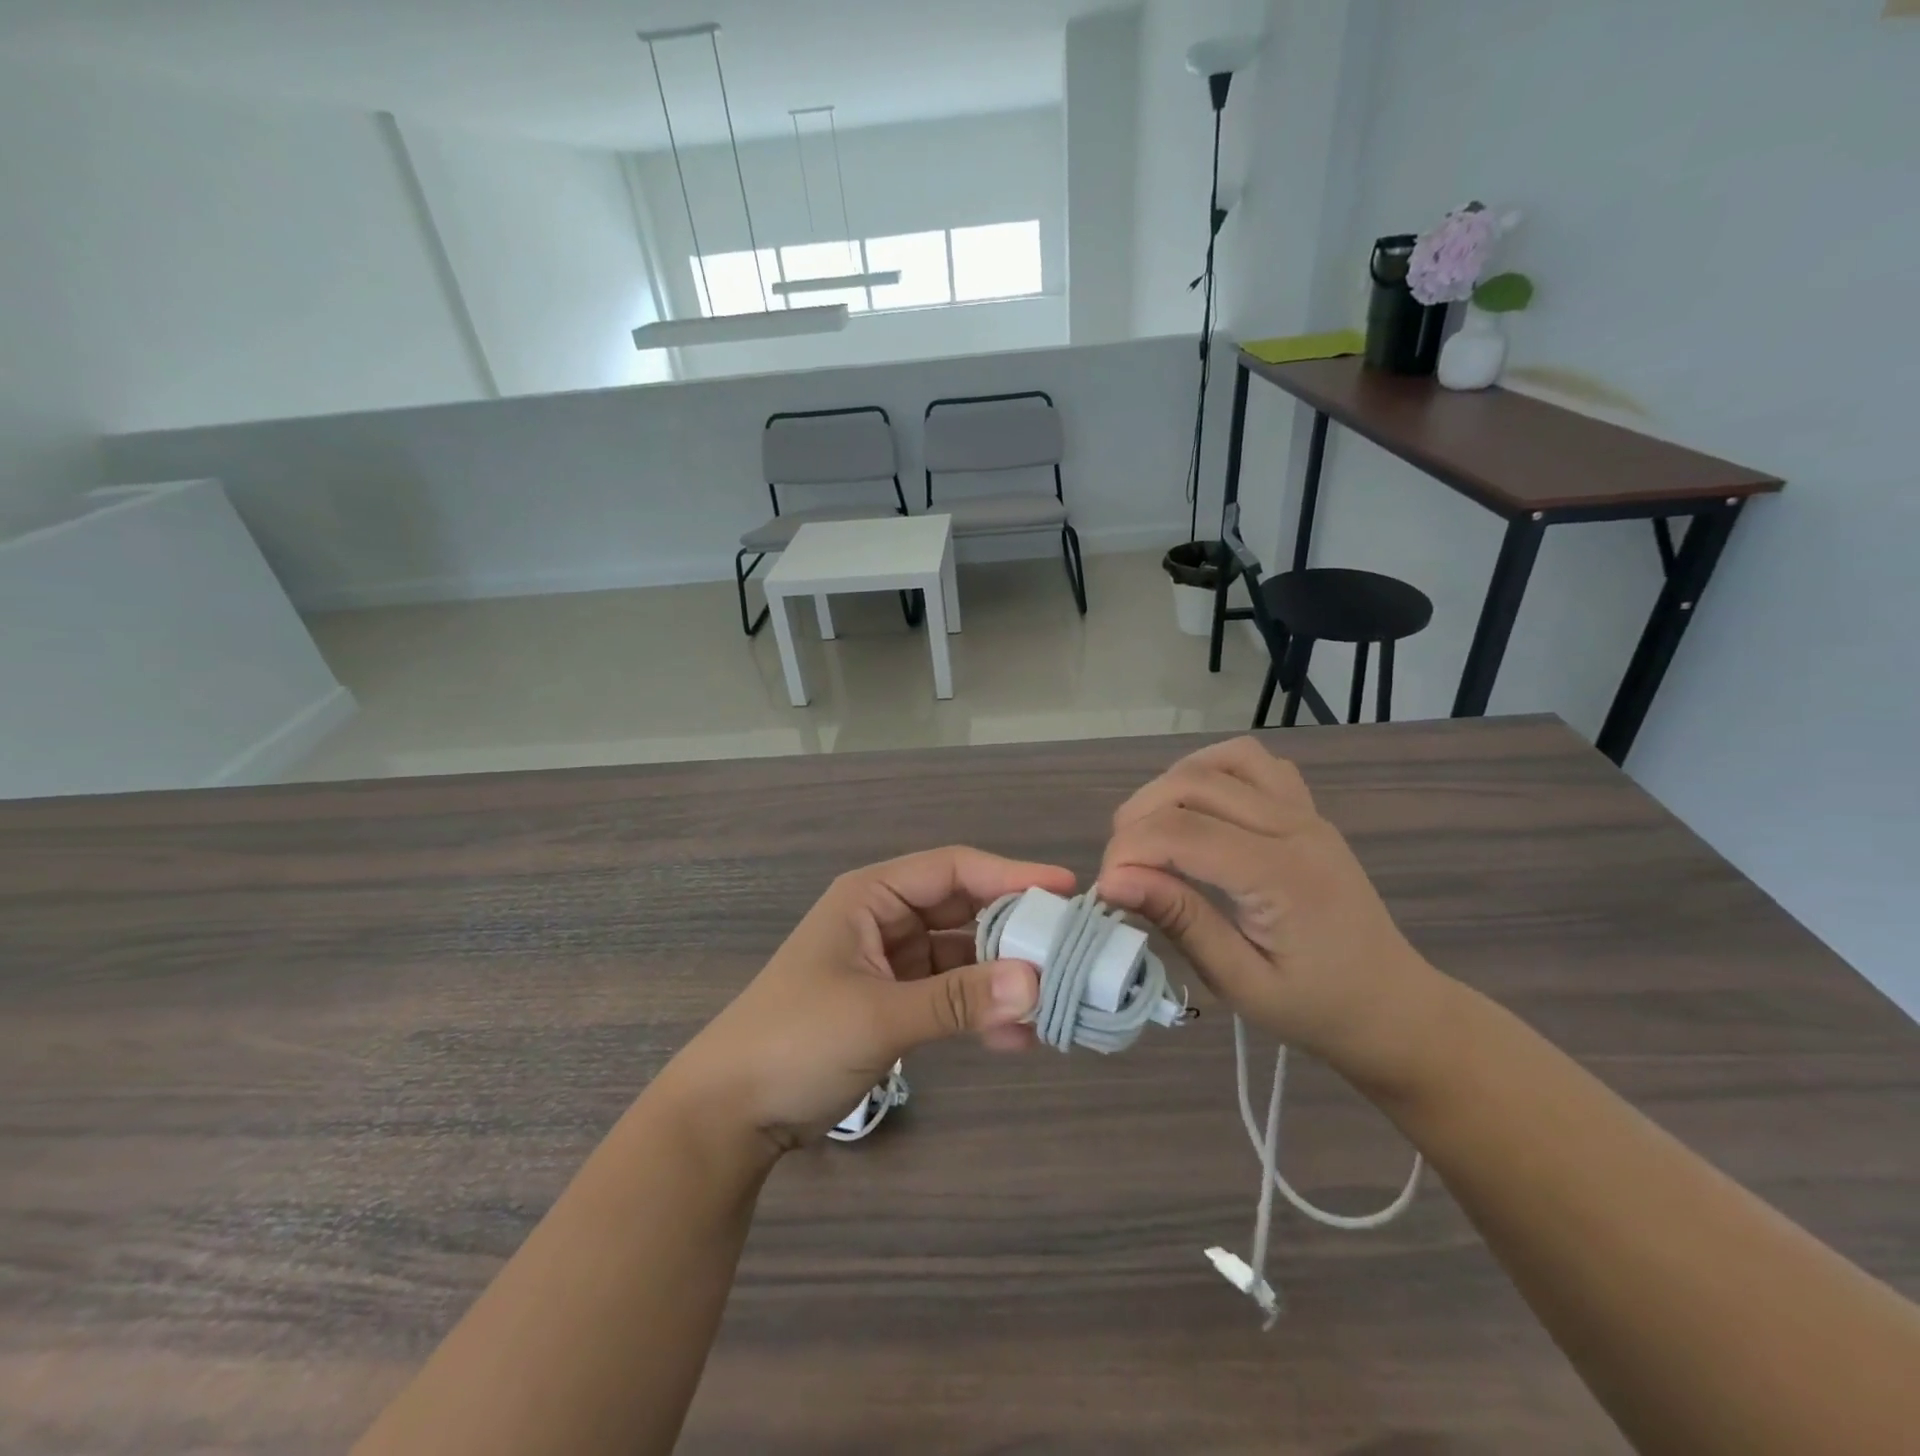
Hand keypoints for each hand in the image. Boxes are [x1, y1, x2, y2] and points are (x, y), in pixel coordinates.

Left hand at [665, 848, 1074, 1151]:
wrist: (731, 1113)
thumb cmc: (796, 1040)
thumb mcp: (879, 1014)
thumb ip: (958, 999)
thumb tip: (1038, 983)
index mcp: (873, 896)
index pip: (953, 870)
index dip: (1010, 875)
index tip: (1066, 890)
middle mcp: (886, 920)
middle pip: (964, 911)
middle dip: (1014, 932)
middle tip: (1072, 952)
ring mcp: (892, 963)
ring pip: (962, 956)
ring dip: (1003, 978)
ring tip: (1055, 1002)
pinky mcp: (895, 1003)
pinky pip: (950, 995)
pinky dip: (981, 1011)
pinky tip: (1019, 1037)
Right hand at [1096, 737, 1444, 1089]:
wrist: (1393, 1006)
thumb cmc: (1317, 1008)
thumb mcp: (1242, 983)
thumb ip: (1180, 921)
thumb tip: (1113, 881)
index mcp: (1281, 875)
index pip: (1182, 832)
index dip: (1128, 851)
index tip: (1105, 890)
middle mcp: (1293, 826)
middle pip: (1192, 785)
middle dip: (1137, 819)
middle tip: (1122, 870)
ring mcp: (1303, 811)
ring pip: (1219, 761)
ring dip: (1169, 787)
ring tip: (1151, 834)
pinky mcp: (1304, 809)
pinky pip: (1252, 763)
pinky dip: (1209, 771)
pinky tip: (1195, 810)